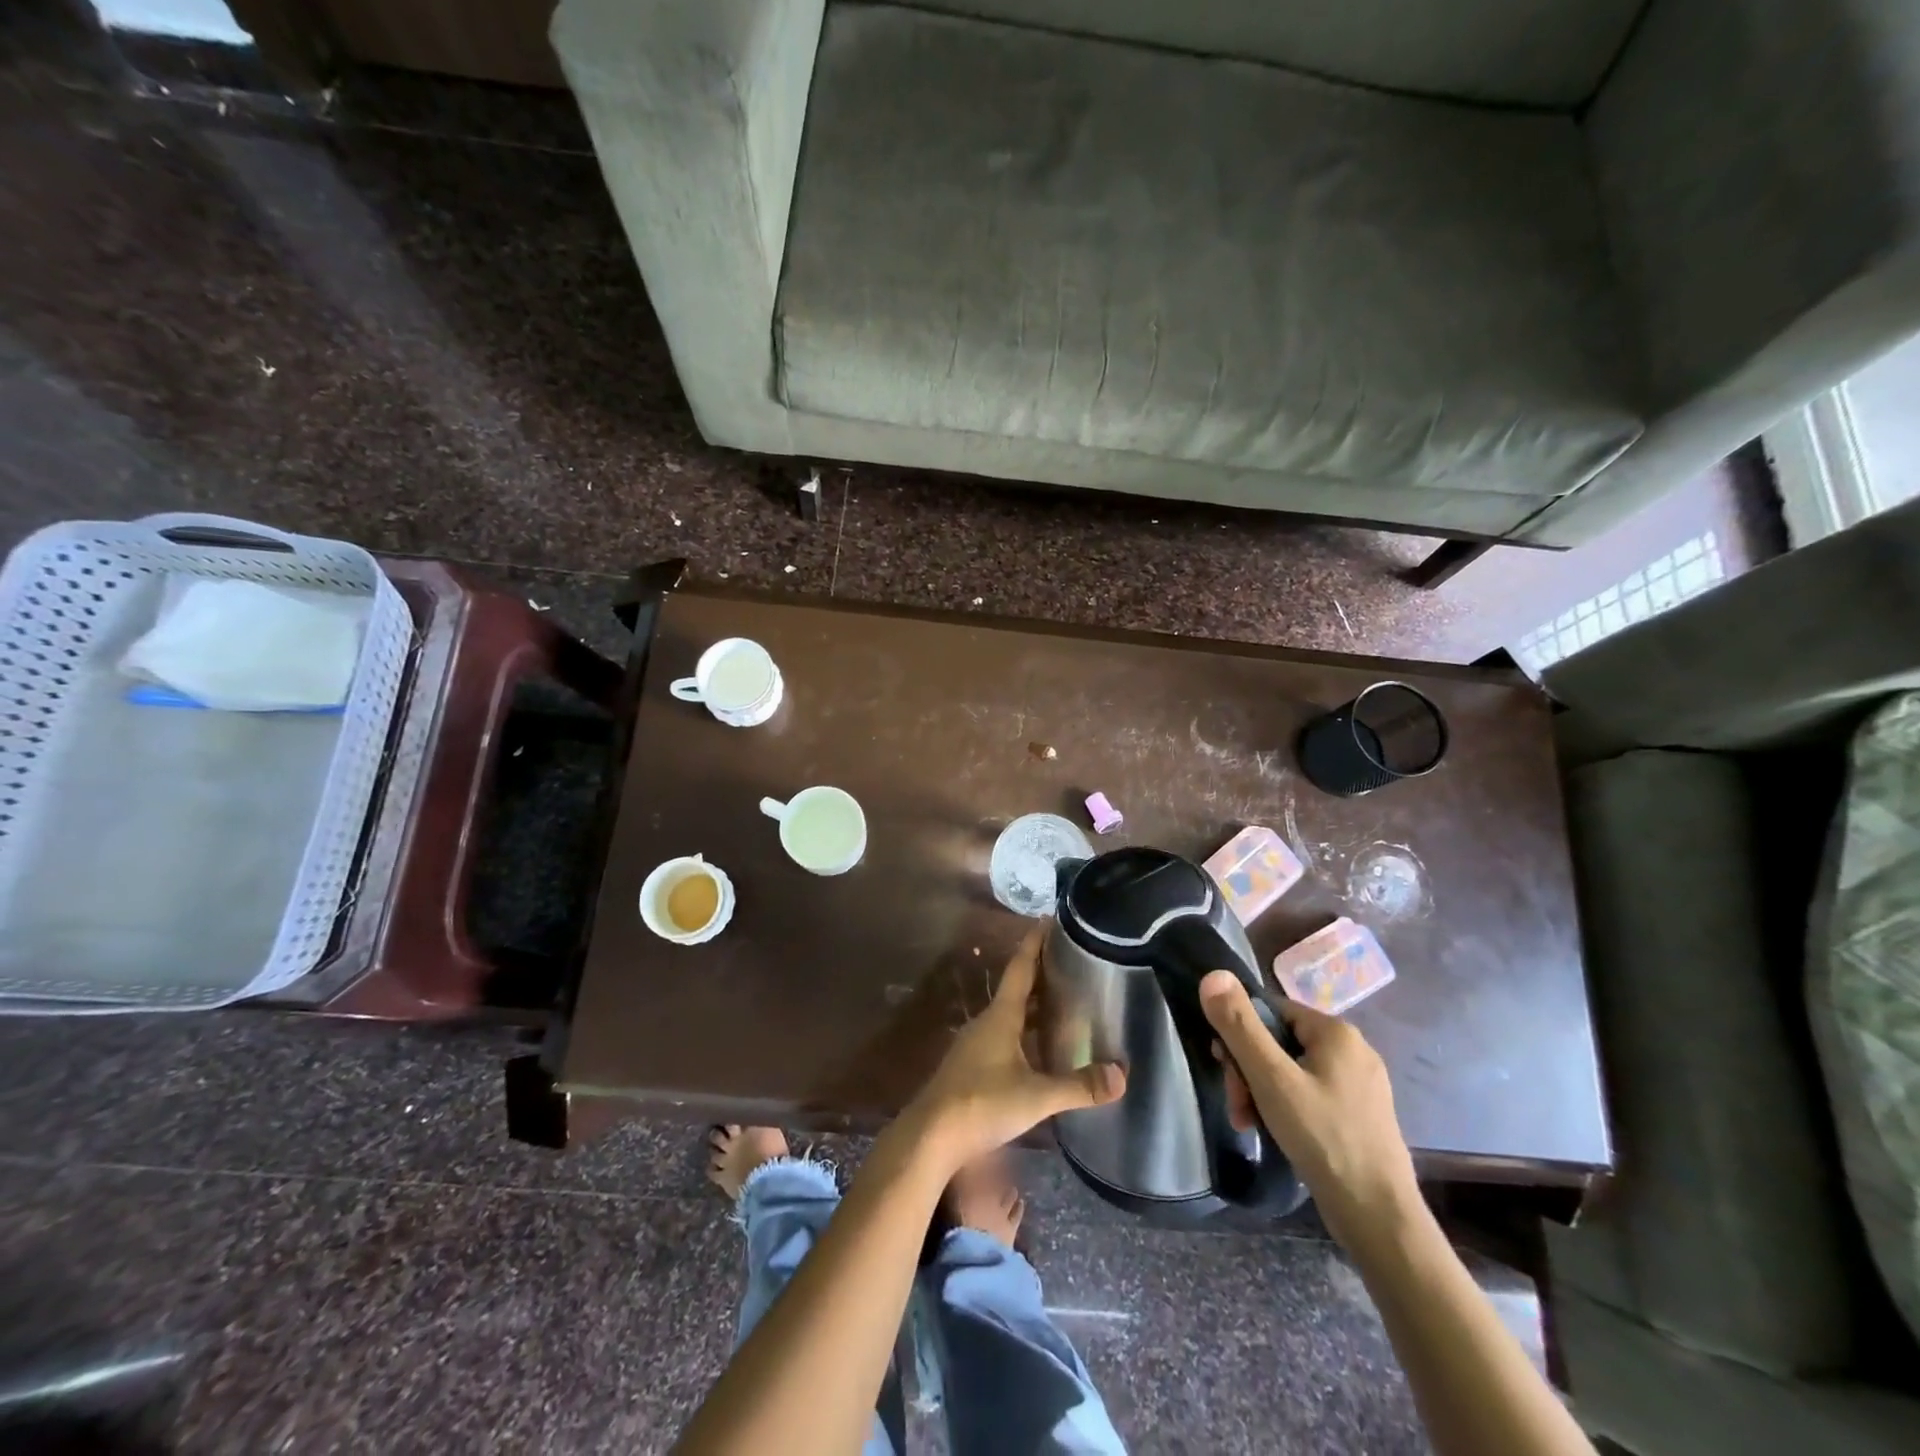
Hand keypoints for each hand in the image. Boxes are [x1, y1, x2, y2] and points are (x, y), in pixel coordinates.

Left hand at [905, 922, 1126, 1172]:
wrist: (931, 1135)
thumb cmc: (982, 1104)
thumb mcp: (1036, 1097)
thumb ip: (1078, 1086)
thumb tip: (1122, 1075)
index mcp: (1001, 1016)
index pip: (1020, 968)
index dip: (1035, 944)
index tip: (1047, 920)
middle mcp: (988, 1022)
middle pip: (1017, 988)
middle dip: (1041, 972)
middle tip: (1069, 959)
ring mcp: (977, 1044)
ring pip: (1010, 1013)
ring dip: (1033, 1003)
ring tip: (1063, 998)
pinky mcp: (973, 1065)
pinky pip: (1005, 1035)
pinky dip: (1025, 1029)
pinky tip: (1040, 1045)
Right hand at [1199, 970, 1420, 1254]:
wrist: (1379, 1218)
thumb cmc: (1323, 1138)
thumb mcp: (1271, 1078)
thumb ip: (1239, 1026)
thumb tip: (1213, 974)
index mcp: (1336, 1031)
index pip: (1269, 1010)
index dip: (1240, 1035)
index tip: (1225, 1068)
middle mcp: (1353, 1049)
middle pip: (1279, 1042)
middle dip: (1249, 1071)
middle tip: (1237, 1106)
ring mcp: (1360, 1084)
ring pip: (1292, 1071)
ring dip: (1262, 1092)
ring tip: (1250, 1124)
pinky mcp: (1361, 1114)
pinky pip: (1310, 1094)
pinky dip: (1286, 1108)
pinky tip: (1276, 1133)